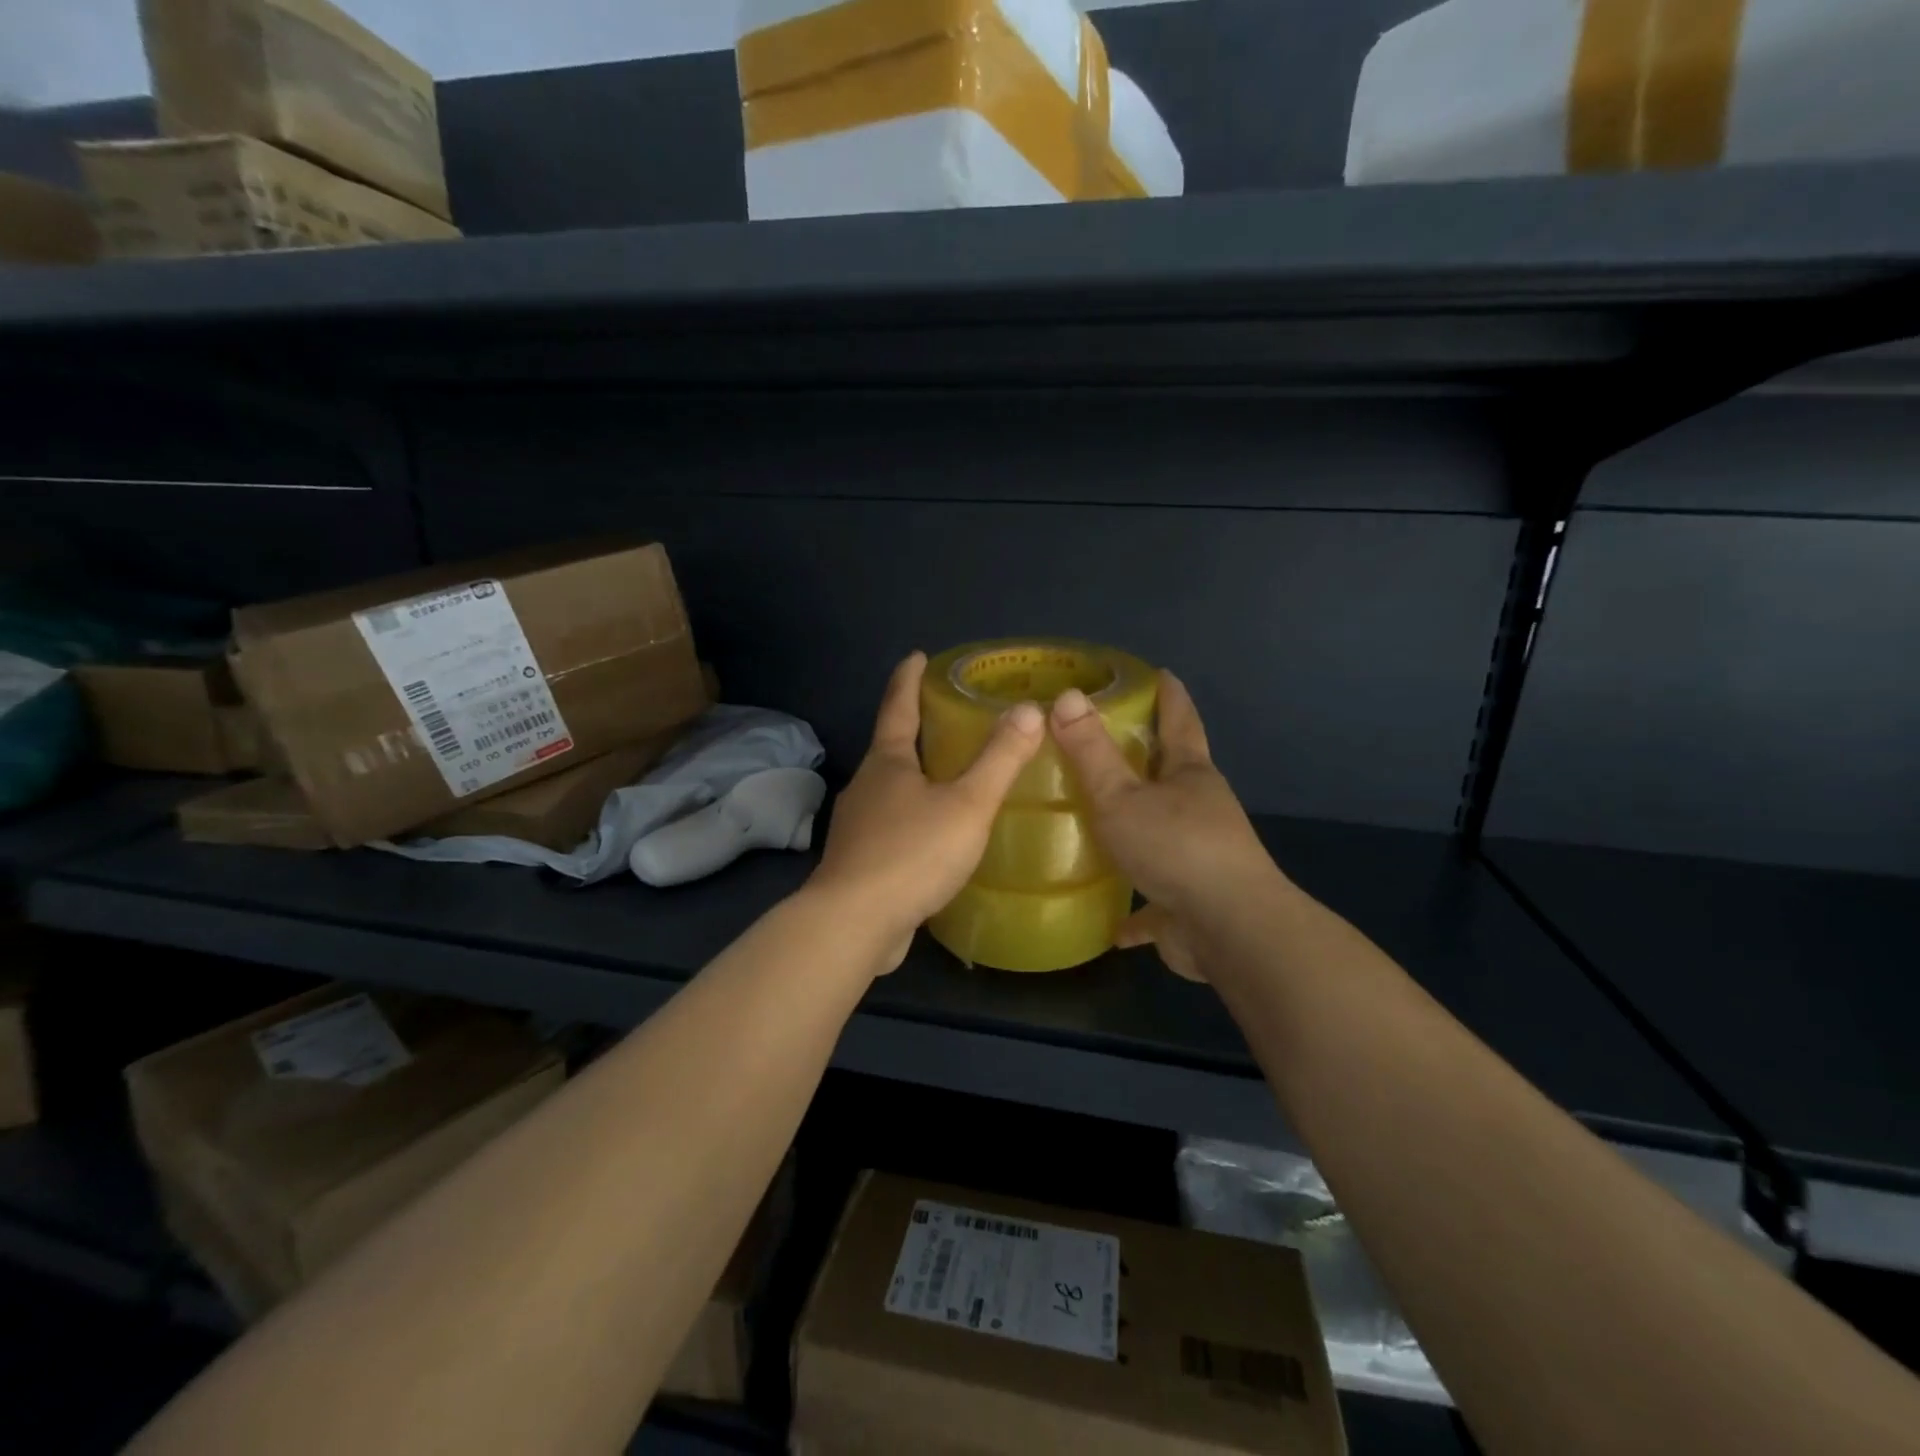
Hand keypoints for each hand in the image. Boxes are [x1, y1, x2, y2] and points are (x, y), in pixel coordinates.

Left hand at [809, 652, 1044, 972]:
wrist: (854, 924)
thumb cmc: (912, 853)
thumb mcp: (967, 804)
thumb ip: (999, 759)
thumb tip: (1029, 710)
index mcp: (887, 763)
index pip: (897, 706)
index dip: (908, 679)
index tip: (917, 655)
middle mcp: (866, 786)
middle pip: (891, 747)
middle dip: (915, 729)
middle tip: (947, 718)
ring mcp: (857, 826)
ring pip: (890, 790)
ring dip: (914, 777)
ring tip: (947, 777)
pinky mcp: (859, 862)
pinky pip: (891, 827)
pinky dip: (912, 819)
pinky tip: (933, 836)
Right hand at [1050, 671, 1280, 981]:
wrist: (1229, 930)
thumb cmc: (1176, 848)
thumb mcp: (1122, 797)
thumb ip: (1092, 752)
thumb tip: (1069, 695)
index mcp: (1190, 775)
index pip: (1180, 721)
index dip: (1169, 696)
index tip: (1160, 673)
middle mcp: (1200, 810)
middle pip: (1172, 775)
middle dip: (1147, 760)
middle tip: (1106, 745)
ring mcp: (1199, 857)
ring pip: (1163, 834)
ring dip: (1139, 829)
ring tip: (1100, 826)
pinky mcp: (1190, 902)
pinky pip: (1156, 900)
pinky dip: (1138, 910)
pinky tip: (1112, 924)